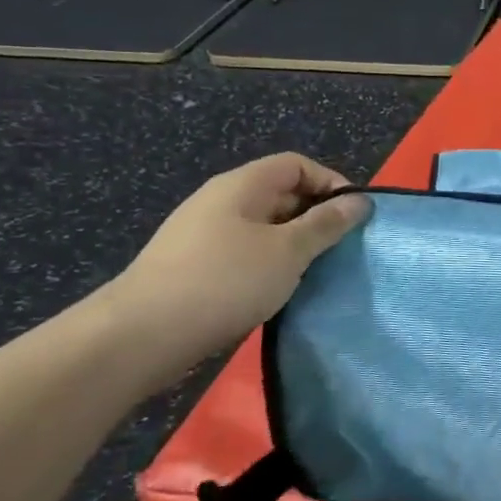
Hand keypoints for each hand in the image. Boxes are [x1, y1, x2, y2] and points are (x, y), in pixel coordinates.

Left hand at [107, 154, 369, 369]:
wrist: (140, 336)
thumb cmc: (224, 281)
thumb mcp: (288, 251)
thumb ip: (326, 224)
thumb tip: (360, 201)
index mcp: (242, 186)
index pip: (297, 164)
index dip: (330, 182)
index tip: (353, 217)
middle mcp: (221, 201)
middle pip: (281, 193)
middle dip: (316, 216)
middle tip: (340, 248)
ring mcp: (204, 235)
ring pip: (265, 227)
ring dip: (295, 244)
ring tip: (315, 271)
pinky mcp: (196, 266)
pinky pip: (246, 252)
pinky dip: (270, 264)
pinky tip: (279, 290)